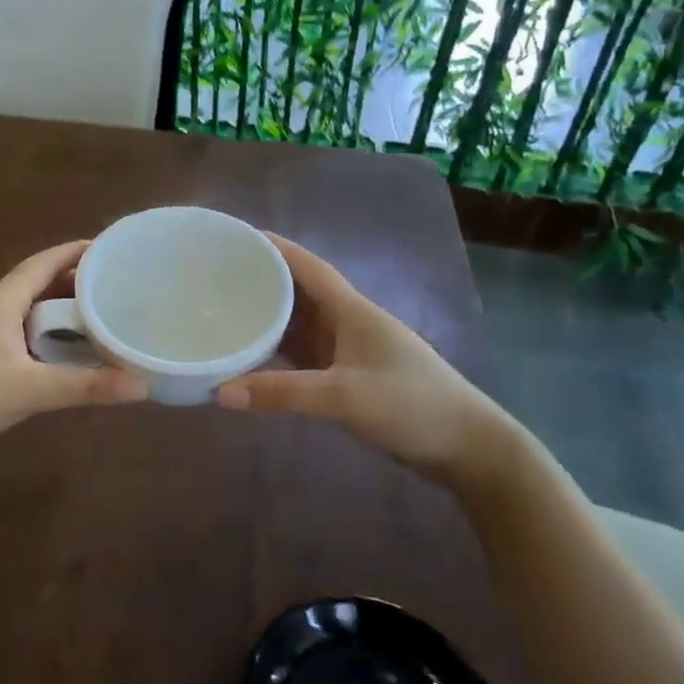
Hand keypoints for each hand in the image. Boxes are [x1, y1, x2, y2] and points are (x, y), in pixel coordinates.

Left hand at [0, 240, 147, 473]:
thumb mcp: (30, 390)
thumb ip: (85, 386)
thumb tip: (142, 386)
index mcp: (2, 300)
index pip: (45, 261)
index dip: (78, 252)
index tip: (113, 249)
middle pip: (39, 282)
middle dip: (77, 281)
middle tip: (119, 286)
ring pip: (31, 309)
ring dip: (62, 309)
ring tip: (102, 316)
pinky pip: (23, 332)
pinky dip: (49, 334)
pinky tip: (69, 352)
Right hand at [216, 235, 522, 493]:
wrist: (467, 447)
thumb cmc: (412, 405)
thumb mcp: (344, 396)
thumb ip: (283, 393)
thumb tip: (220, 392)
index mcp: (351, 309)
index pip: (306, 265)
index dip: (274, 247)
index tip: (236, 237)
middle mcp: (347, 321)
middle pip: (298, 290)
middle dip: (262, 279)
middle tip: (215, 276)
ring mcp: (348, 349)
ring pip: (299, 322)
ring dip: (268, 315)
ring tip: (224, 309)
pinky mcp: (348, 375)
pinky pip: (303, 352)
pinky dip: (277, 349)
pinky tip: (253, 354)